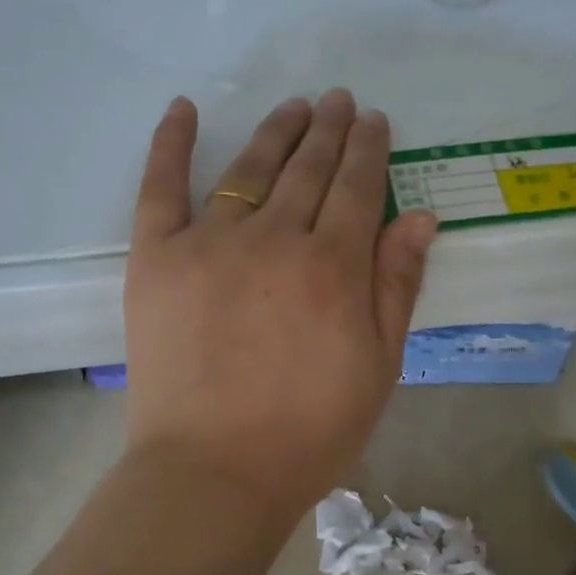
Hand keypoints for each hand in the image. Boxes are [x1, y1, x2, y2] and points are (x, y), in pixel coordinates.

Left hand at [123, 90, 436, 521]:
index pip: (357, 187)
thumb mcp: (378, 368)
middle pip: (308, 168)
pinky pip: (161, 186)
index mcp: (333, 267)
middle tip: (339, 101)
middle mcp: (275, 239)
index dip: (369, 149)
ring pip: (250, 168)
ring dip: (276, 131)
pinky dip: (171, 142)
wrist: (214, 472)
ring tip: (294, 107)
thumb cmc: (309, 432)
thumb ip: (396, 286)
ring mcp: (209, 243)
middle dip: (329, 130)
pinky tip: (185, 108)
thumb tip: (419, 217)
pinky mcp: (156, 258)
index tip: (374, 122)